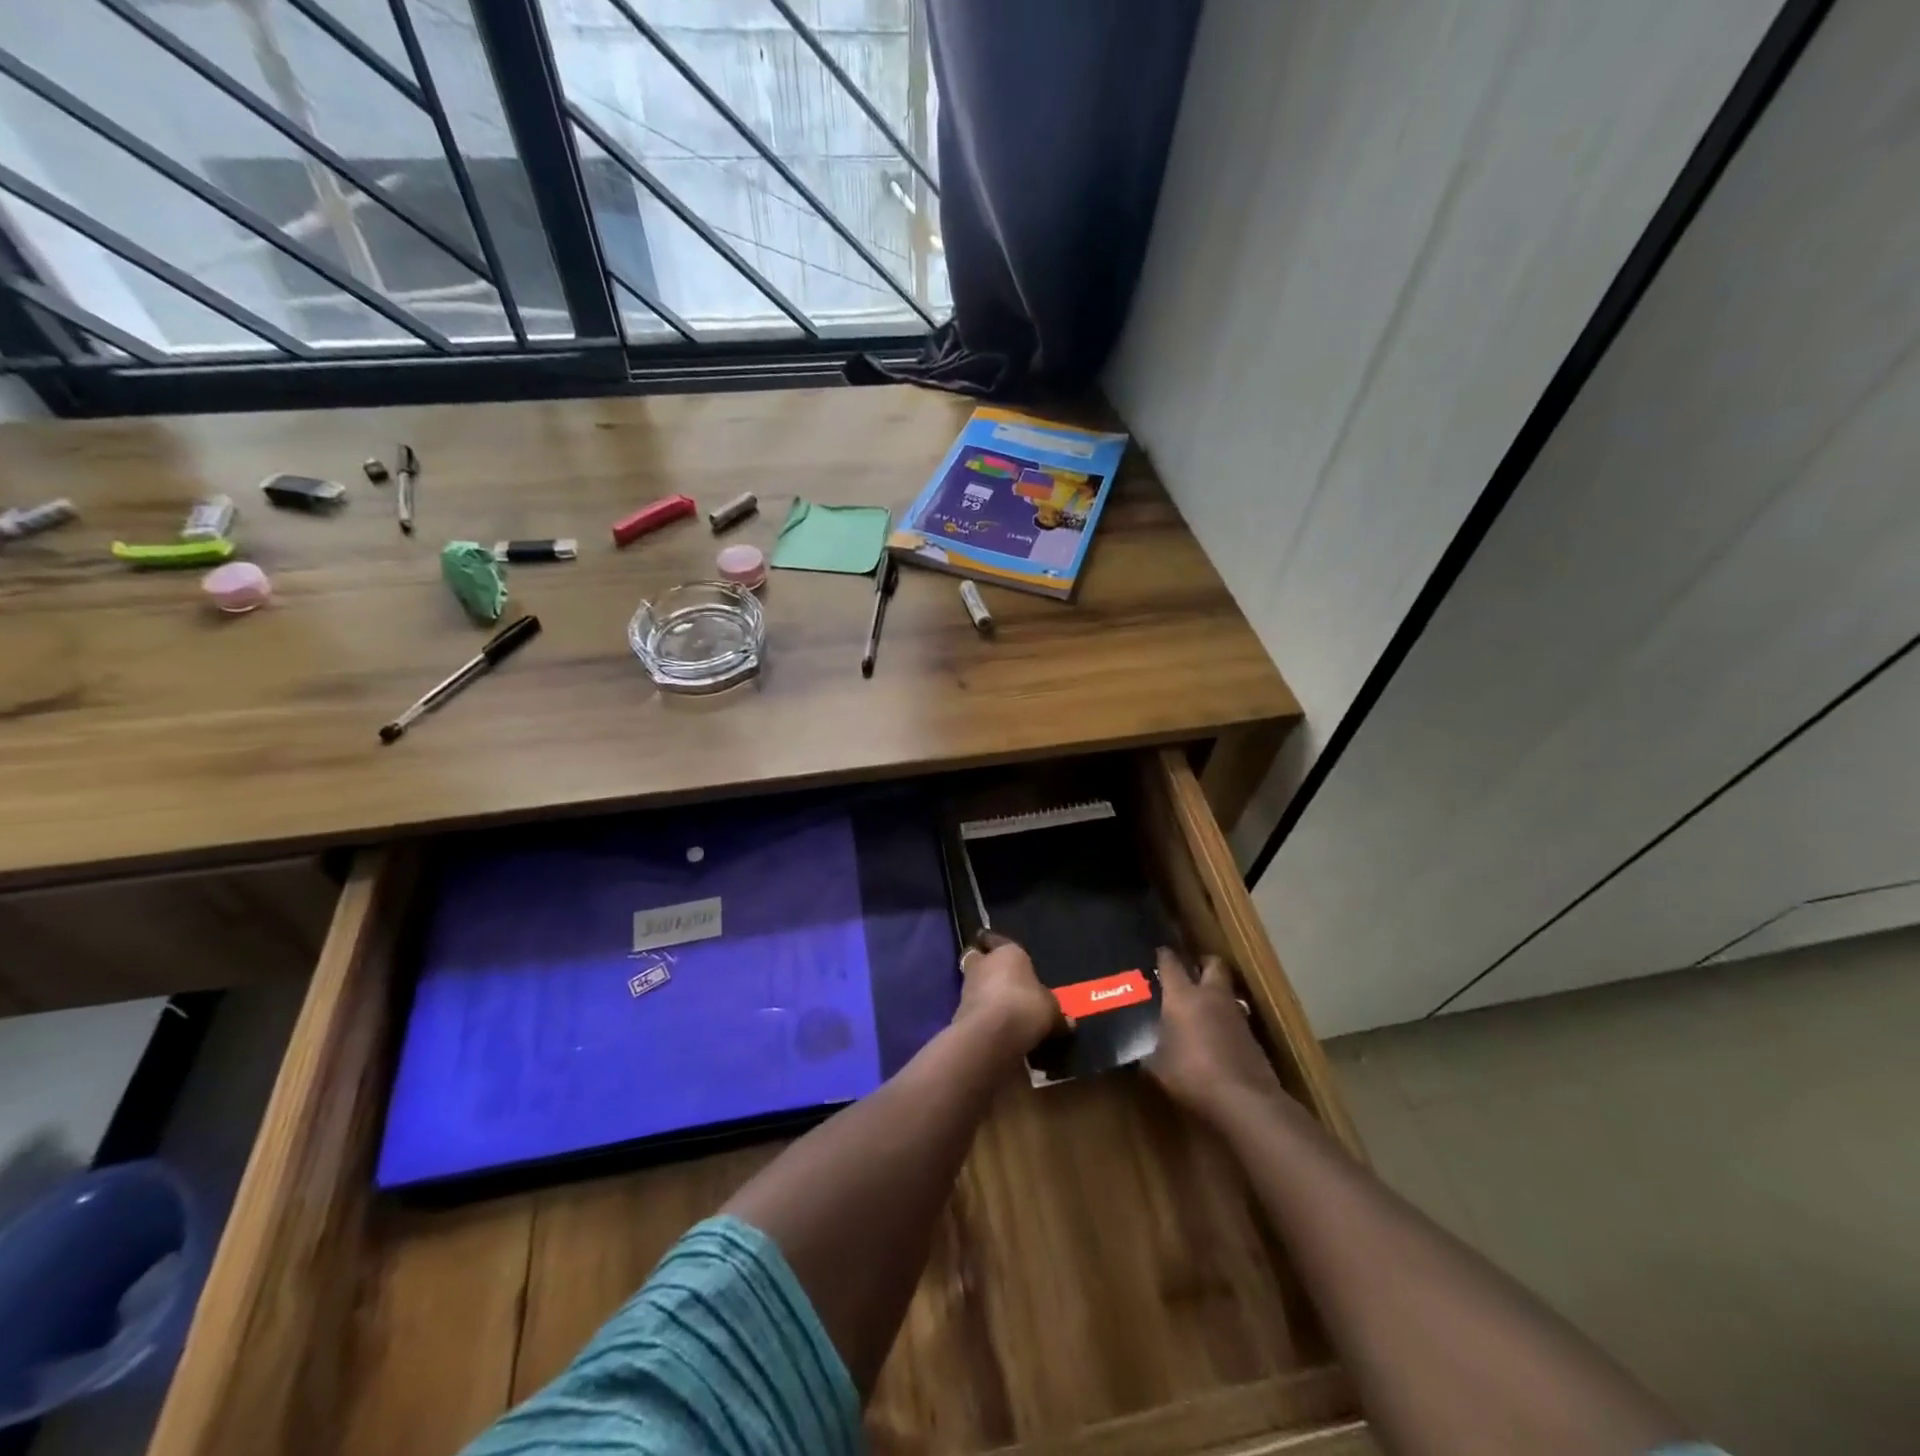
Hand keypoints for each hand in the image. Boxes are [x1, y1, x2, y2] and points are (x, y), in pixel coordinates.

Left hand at [954, 932, 1063, 1055]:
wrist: (991, 1035)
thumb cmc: (1026, 1006)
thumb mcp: (1052, 1011)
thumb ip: (1056, 1014)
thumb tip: (1068, 1023)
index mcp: (1007, 952)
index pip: (996, 939)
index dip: (995, 942)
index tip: (993, 943)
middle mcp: (983, 964)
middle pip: (977, 958)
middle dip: (983, 964)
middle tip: (996, 975)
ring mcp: (967, 988)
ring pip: (973, 983)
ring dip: (982, 991)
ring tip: (999, 1005)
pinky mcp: (959, 1013)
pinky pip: (973, 1008)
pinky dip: (981, 1014)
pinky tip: (994, 1025)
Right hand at [1146, 946, 1283, 1123]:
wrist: (1244, 1101)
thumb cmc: (1192, 1075)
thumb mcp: (1157, 1067)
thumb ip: (1147, 1051)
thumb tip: (1139, 1050)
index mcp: (1183, 996)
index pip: (1171, 962)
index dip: (1163, 956)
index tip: (1157, 954)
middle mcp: (1211, 996)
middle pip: (1212, 963)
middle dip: (1201, 964)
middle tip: (1188, 973)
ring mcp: (1236, 1015)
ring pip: (1226, 990)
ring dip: (1215, 993)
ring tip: (1199, 1008)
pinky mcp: (1252, 1036)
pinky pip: (1235, 1017)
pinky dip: (1224, 1020)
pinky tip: (1214, 1037)